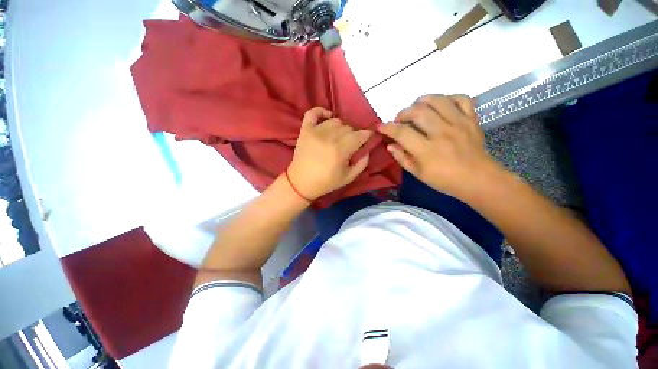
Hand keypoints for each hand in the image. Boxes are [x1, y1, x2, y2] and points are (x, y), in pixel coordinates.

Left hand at [287, 107, 372, 200]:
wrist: (301, 182)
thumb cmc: (326, 182)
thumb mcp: (349, 177)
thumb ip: (362, 163)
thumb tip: (367, 149)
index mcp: (340, 151)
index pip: (359, 136)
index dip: (367, 134)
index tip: (369, 136)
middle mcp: (328, 138)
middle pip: (348, 128)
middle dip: (354, 134)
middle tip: (351, 143)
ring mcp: (315, 132)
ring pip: (335, 121)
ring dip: (341, 127)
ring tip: (339, 136)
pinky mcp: (305, 130)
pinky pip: (313, 112)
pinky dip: (321, 111)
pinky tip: (327, 117)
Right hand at [378, 94, 499, 198]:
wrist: (478, 179)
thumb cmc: (444, 180)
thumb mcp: (418, 173)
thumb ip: (402, 158)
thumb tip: (390, 145)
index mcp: (427, 150)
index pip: (402, 132)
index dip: (387, 127)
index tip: (380, 126)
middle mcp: (442, 133)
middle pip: (418, 111)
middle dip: (403, 112)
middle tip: (400, 120)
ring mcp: (459, 123)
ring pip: (438, 100)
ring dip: (422, 101)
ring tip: (417, 109)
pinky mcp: (471, 119)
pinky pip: (461, 99)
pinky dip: (449, 97)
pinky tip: (441, 105)